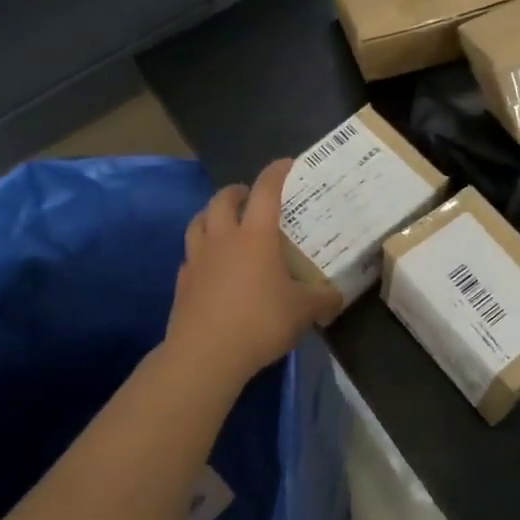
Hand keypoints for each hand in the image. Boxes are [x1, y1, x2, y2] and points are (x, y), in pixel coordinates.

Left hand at [164, 160, 340, 384]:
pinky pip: (190, 256)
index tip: (286, 164)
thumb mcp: (303, 312)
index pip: (265, 191)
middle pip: (222, 200)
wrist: (205, 356)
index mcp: (255, 236)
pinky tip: (211, 265)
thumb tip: (337, 297)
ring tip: (223, 222)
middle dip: (236, 192)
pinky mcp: (181, 283)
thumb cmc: (260, 322)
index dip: (275, 173)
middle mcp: (223, 239)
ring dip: (211, 215)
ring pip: (198, 223)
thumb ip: (322, 300)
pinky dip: (201, 252)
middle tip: (248, 195)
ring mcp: (197, 260)